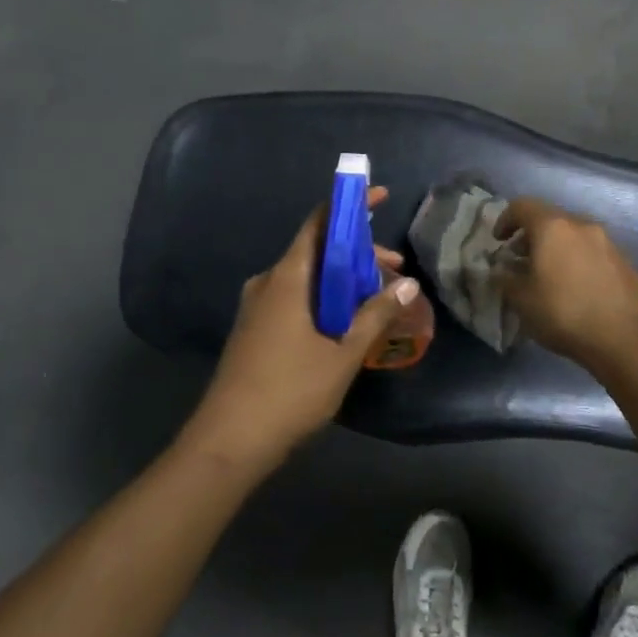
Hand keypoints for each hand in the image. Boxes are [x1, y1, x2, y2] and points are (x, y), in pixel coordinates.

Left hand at [185, 188, 421, 469]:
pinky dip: (325, 299)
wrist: (229, 440)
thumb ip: (375, 316)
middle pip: (317, 251)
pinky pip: (295, 299)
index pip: (319, 223)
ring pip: (308, 278)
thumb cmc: (289, 392)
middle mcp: (268, 282)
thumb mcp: (342, 355)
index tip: (379, 196)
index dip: (349, 206)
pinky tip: (347, 323)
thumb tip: (408, 284)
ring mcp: (257, 307)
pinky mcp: (255, 329)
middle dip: (358, 254)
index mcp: (287, 277)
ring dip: (343, 281)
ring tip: (378, 301)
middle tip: (395, 270)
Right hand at [495, 197, 637, 367]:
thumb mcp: (521, 299)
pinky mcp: (626, 263)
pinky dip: (579, 260)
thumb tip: (501, 270)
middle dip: (531, 235)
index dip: (505, 219)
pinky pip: (594, 252)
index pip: (522, 206)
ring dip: (557, 248)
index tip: (499, 241)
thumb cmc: (562, 313)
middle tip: (521, 259)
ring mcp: (609, 243)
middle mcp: (582, 226)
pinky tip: (577, 288)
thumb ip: (505, 278)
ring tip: (549, 274)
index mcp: (553, 227)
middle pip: (550, 218)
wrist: (622, 340)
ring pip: (575, 235)